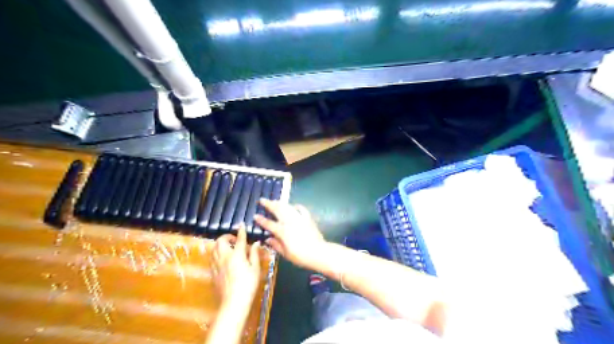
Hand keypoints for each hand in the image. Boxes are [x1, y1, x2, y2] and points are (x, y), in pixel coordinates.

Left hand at [212, 229, 258, 305]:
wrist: (234, 302)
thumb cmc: (248, 285)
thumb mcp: (255, 269)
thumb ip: (254, 254)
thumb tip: (256, 243)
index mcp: (237, 255)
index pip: (239, 239)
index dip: (241, 231)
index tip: (242, 225)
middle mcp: (224, 257)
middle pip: (221, 241)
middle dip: (227, 236)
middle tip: (234, 240)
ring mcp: (217, 264)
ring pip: (214, 248)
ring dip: (220, 244)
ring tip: (228, 247)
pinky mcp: (213, 272)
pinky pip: (212, 258)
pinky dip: (217, 253)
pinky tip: (223, 258)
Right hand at [253, 199, 322, 268]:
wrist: (318, 252)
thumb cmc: (300, 256)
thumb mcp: (286, 254)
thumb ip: (276, 245)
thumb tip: (267, 239)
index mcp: (282, 231)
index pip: (269, 224)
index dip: (261, 220)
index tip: (255, 215)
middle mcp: (289, 222)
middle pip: (277, 210)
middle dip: (268, 204)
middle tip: (262, 199)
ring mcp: (299, 218)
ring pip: (287, 207)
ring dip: (280, 203)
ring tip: (274, 200)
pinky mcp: (307, 218)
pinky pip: (301, 209)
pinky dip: (296, 206)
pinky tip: (293, 206)